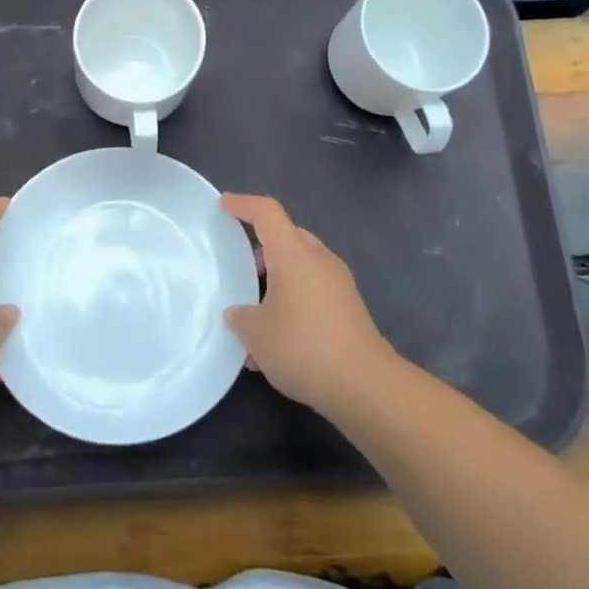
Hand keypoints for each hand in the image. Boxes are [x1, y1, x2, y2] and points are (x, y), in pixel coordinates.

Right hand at [221, 193, 397, 417]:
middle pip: (287, 237)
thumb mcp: (256, 333)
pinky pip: (313, 290)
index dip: (243, 204)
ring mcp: (338, 282)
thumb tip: (239, 312)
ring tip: (256, 317)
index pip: (266, 212)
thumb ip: (241, 316)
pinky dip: (293, 302)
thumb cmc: (303, 346)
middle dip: (262, 248)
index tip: (224, 205)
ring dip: (278, 281)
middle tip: (242, 269)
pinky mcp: (349, 307)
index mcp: (293, 253)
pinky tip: (278, 341)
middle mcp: (318, 258)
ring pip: (300, 267)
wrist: (364, 384)